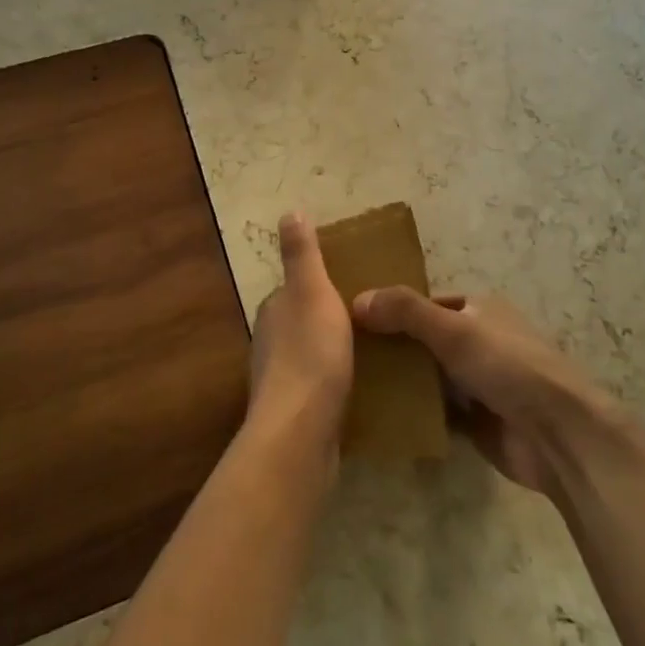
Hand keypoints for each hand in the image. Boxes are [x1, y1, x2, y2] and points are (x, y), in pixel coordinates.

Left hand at [248, 213, 353, 451]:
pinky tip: (361, 389)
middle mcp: (270, 342)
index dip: (323, 285)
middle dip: (331, 320)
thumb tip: (289, 212)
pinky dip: (336, 383)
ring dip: (334, 352)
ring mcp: (280, 381)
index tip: (356, 288)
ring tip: (374, 354)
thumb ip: (301, 254)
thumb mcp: (311, 291)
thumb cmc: (310, 353)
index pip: (297, 288)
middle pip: (304, 322)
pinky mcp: (295, 415)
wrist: (300, 433)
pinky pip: (319, 388)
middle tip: (374, 321)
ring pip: (311, 356)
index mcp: (274, 310)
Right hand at [351, 288, 621, 497]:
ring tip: (353, 384)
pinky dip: (414, 413)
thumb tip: (357, 299)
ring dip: (402, 382)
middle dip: (394, 348)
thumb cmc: (507, 366)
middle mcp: (479, 341)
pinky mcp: (477, 421)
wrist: (558, 435)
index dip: (395, 309)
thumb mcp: (452, 329)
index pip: (427, 303)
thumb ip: (405, 312)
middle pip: (425, 340)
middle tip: (348, 356)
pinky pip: (436, 411)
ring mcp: (479, 383)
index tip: (355, 321)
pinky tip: (380, 416)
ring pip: (429, 376)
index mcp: (480, 309)